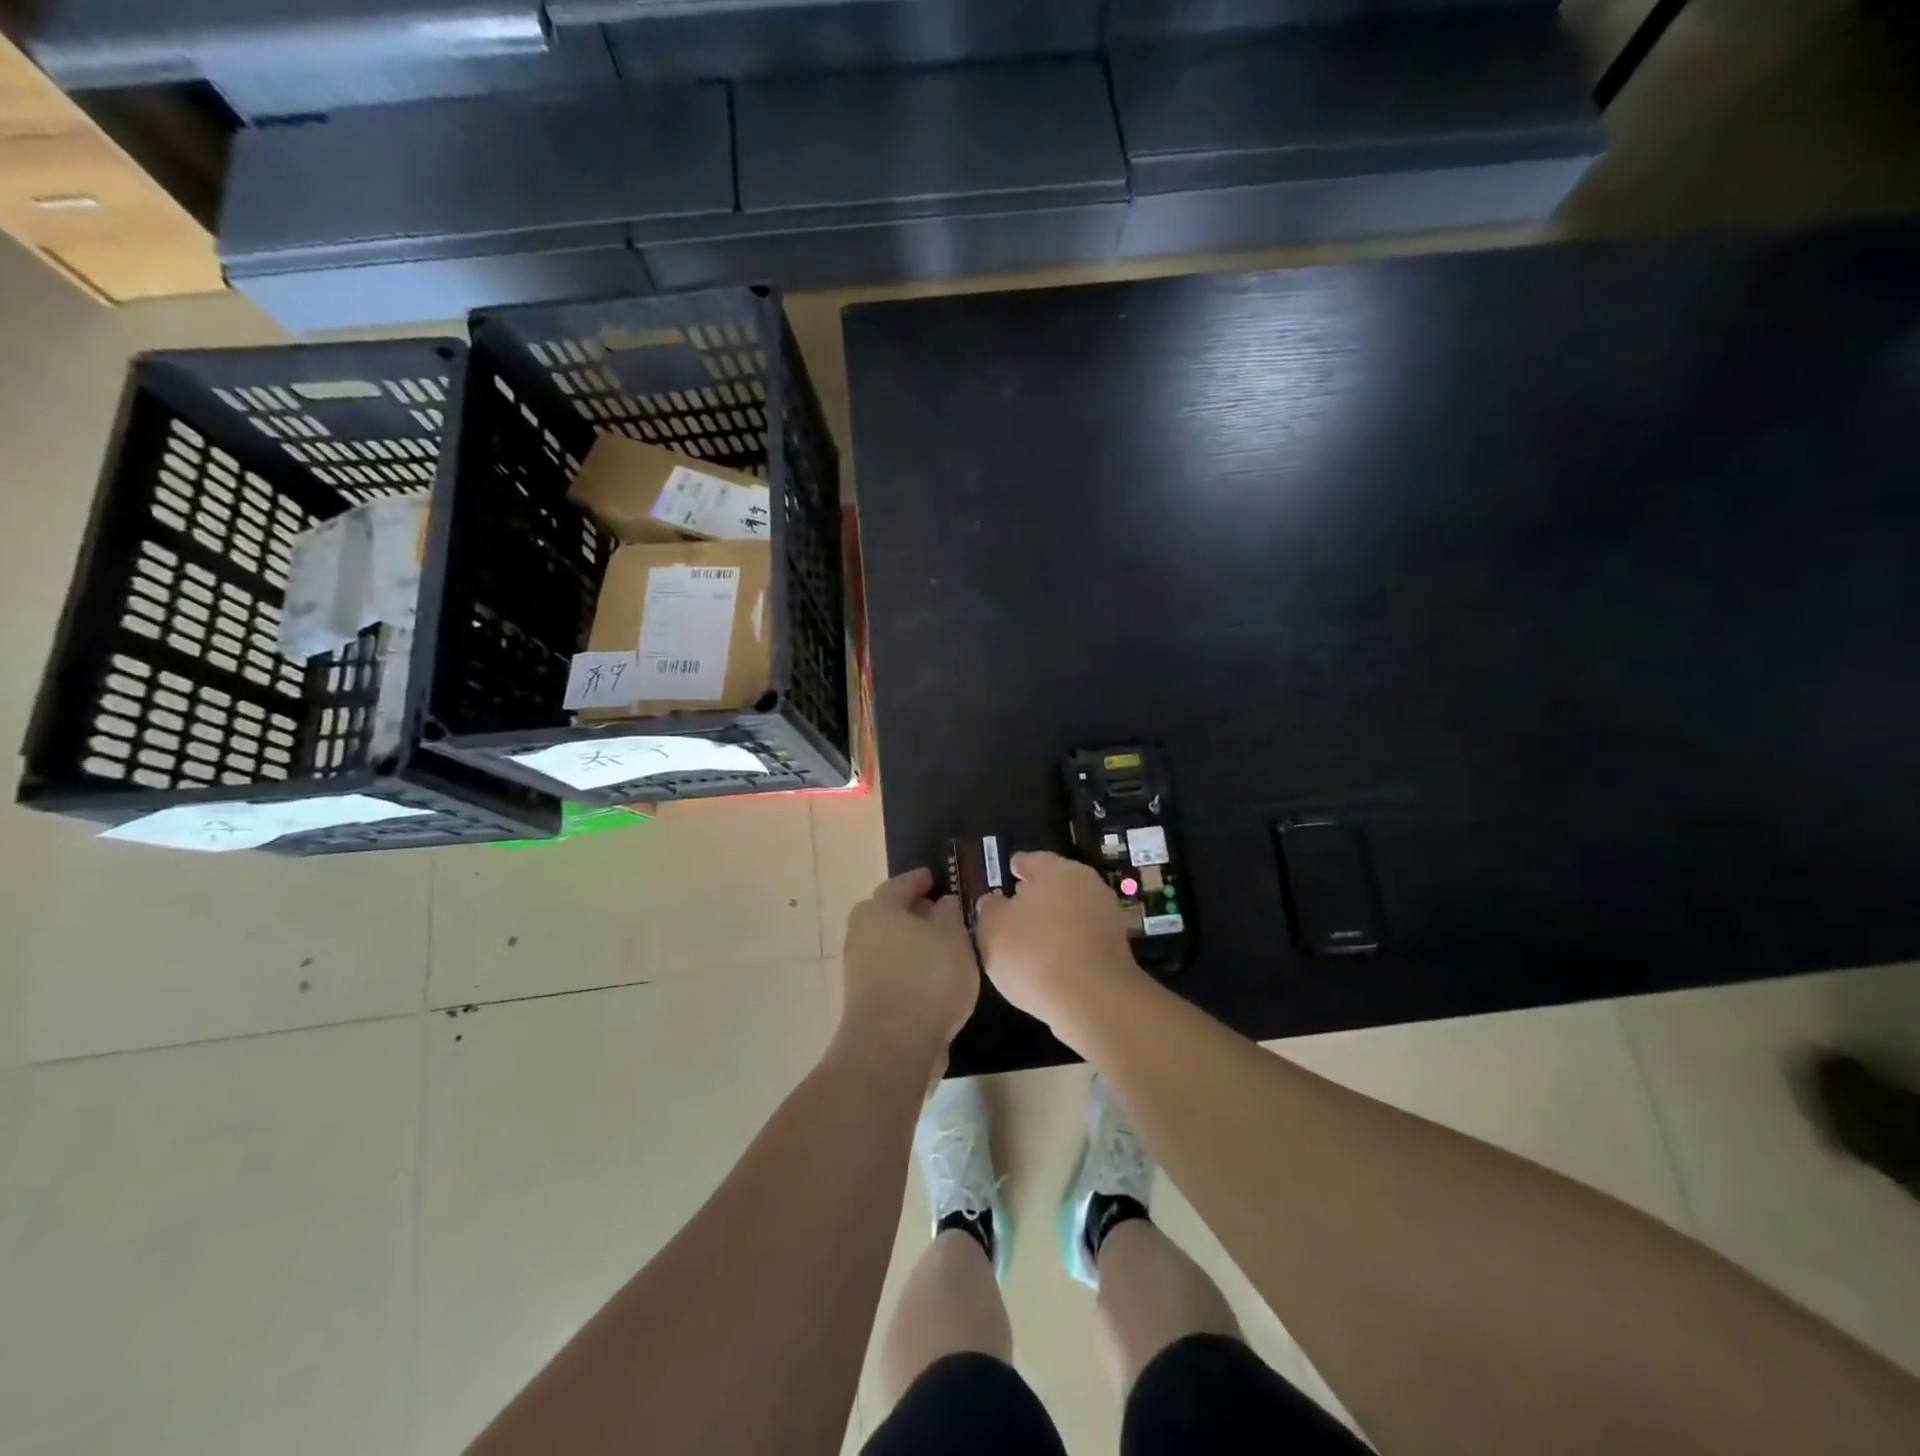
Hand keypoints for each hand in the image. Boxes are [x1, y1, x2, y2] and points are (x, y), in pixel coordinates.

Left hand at [838, 867, 978, 1077]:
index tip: (937, 878)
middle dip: (917, 913)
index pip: (901, 884)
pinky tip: (935, 981)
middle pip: (891, 915)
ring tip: (947, 950)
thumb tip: (942, 903)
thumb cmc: (927, 978)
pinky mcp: (866, 1001)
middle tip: (945, 914)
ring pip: (892, 946)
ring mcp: (859, 970)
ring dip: (915, 945)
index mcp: (878, 909)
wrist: (892, 1047)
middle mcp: (861, 934)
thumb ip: (949, 913)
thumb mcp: (952, 937)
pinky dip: (912, 971)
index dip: (921, 880)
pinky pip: (893, 973)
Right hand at [974, 850, 1145, 1047]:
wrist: (1095, 1001)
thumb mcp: (992, 930)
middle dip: (1036, 895)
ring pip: (1071, 910)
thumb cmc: (1034, 955)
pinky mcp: (1117, 946)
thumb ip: (989, 909)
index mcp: (1055, 869)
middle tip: (1014, 911)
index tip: (1007, 875)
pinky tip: (1052, 962)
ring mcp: (1106, 914)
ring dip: (1054, 921)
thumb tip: (993, 901)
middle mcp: (1086, 883)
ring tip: (1031, 941)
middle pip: (1055, 883)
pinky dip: (1068, 944)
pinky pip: (1083, 937)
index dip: (1016, 868)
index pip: (1030, 860)